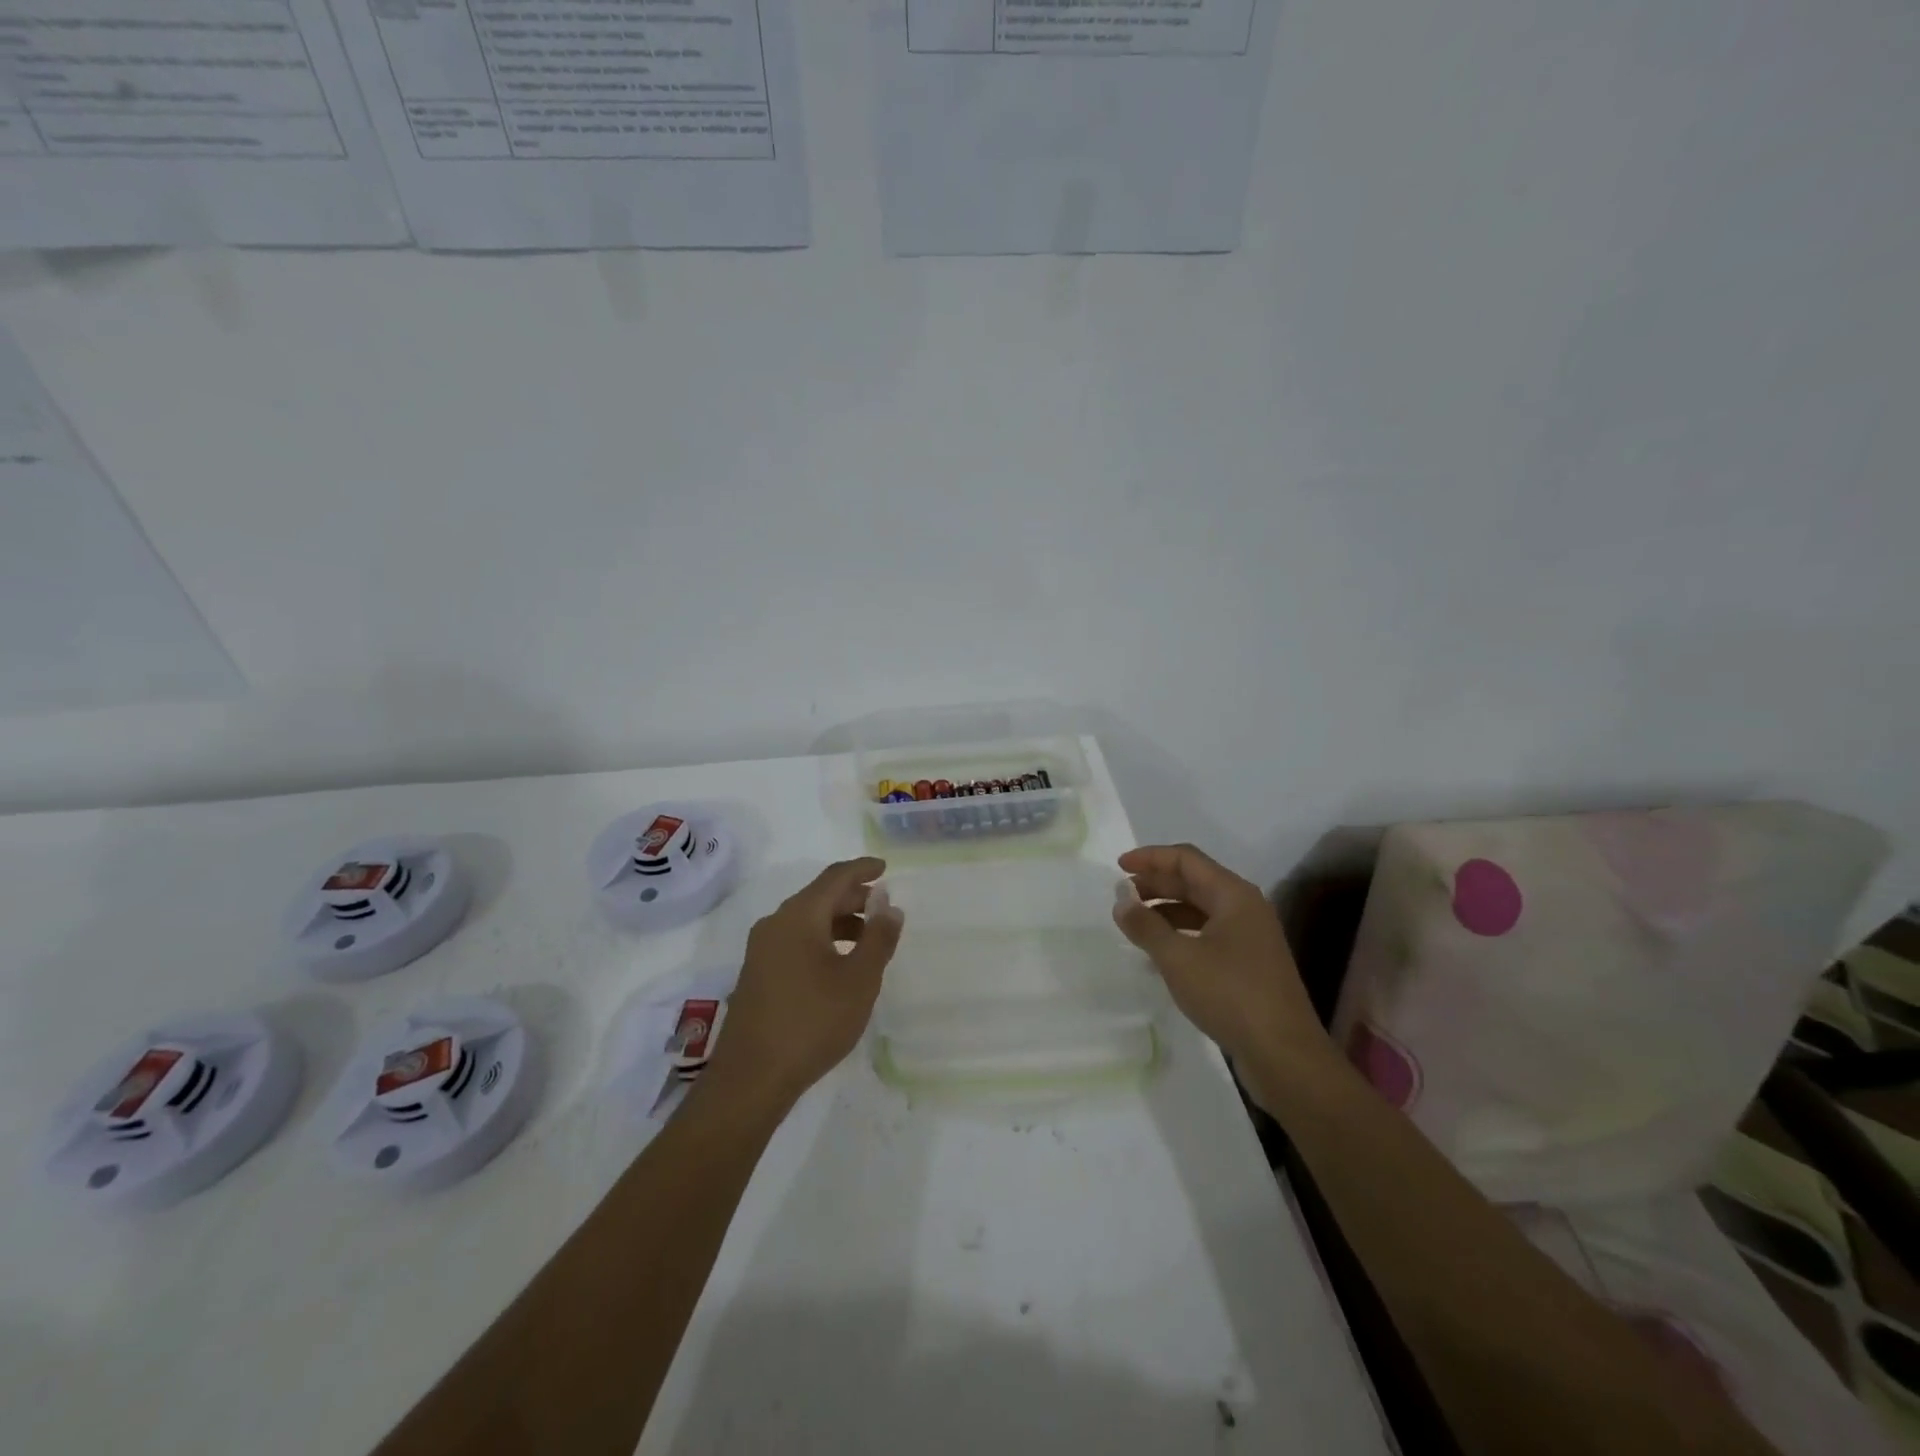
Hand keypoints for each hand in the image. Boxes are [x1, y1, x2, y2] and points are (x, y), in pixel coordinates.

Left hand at [706, 857, 904, 1109]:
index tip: (885, 868)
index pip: (835, 877)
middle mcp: (776, 923)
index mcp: (799, 916)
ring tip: (868, 938)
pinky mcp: (756, 973)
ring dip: (839, 921)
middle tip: (883, 907)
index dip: (862, 869)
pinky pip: (794, 940)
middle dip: (853, 897)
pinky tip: (839, 964)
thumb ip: (879, 938)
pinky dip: (822, 939)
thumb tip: (890, 906)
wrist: (751, 1077)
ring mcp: (761, 949)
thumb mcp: (859, 980)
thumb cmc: (812, 1022)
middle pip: (819, 896)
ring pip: (806, 920)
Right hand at [1112, 844, 1330, 1080]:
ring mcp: (1250, 938)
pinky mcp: (1249, 965)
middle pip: (1195, 882)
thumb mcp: (1178, 958)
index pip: (1187, 859)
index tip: (1118, 866)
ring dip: (1166, 910)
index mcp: (1234, 895)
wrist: (1284, 1055)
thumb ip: (1145, 926)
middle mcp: (1245, 908)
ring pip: (1201, 909)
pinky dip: (1181, 934)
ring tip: (1135, 923)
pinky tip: (1160, 953)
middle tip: (1122, 895)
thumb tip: (1121, 900)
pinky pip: (1208, 934)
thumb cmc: (1230, 995)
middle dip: (1156, 883)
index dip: (1150, 857)